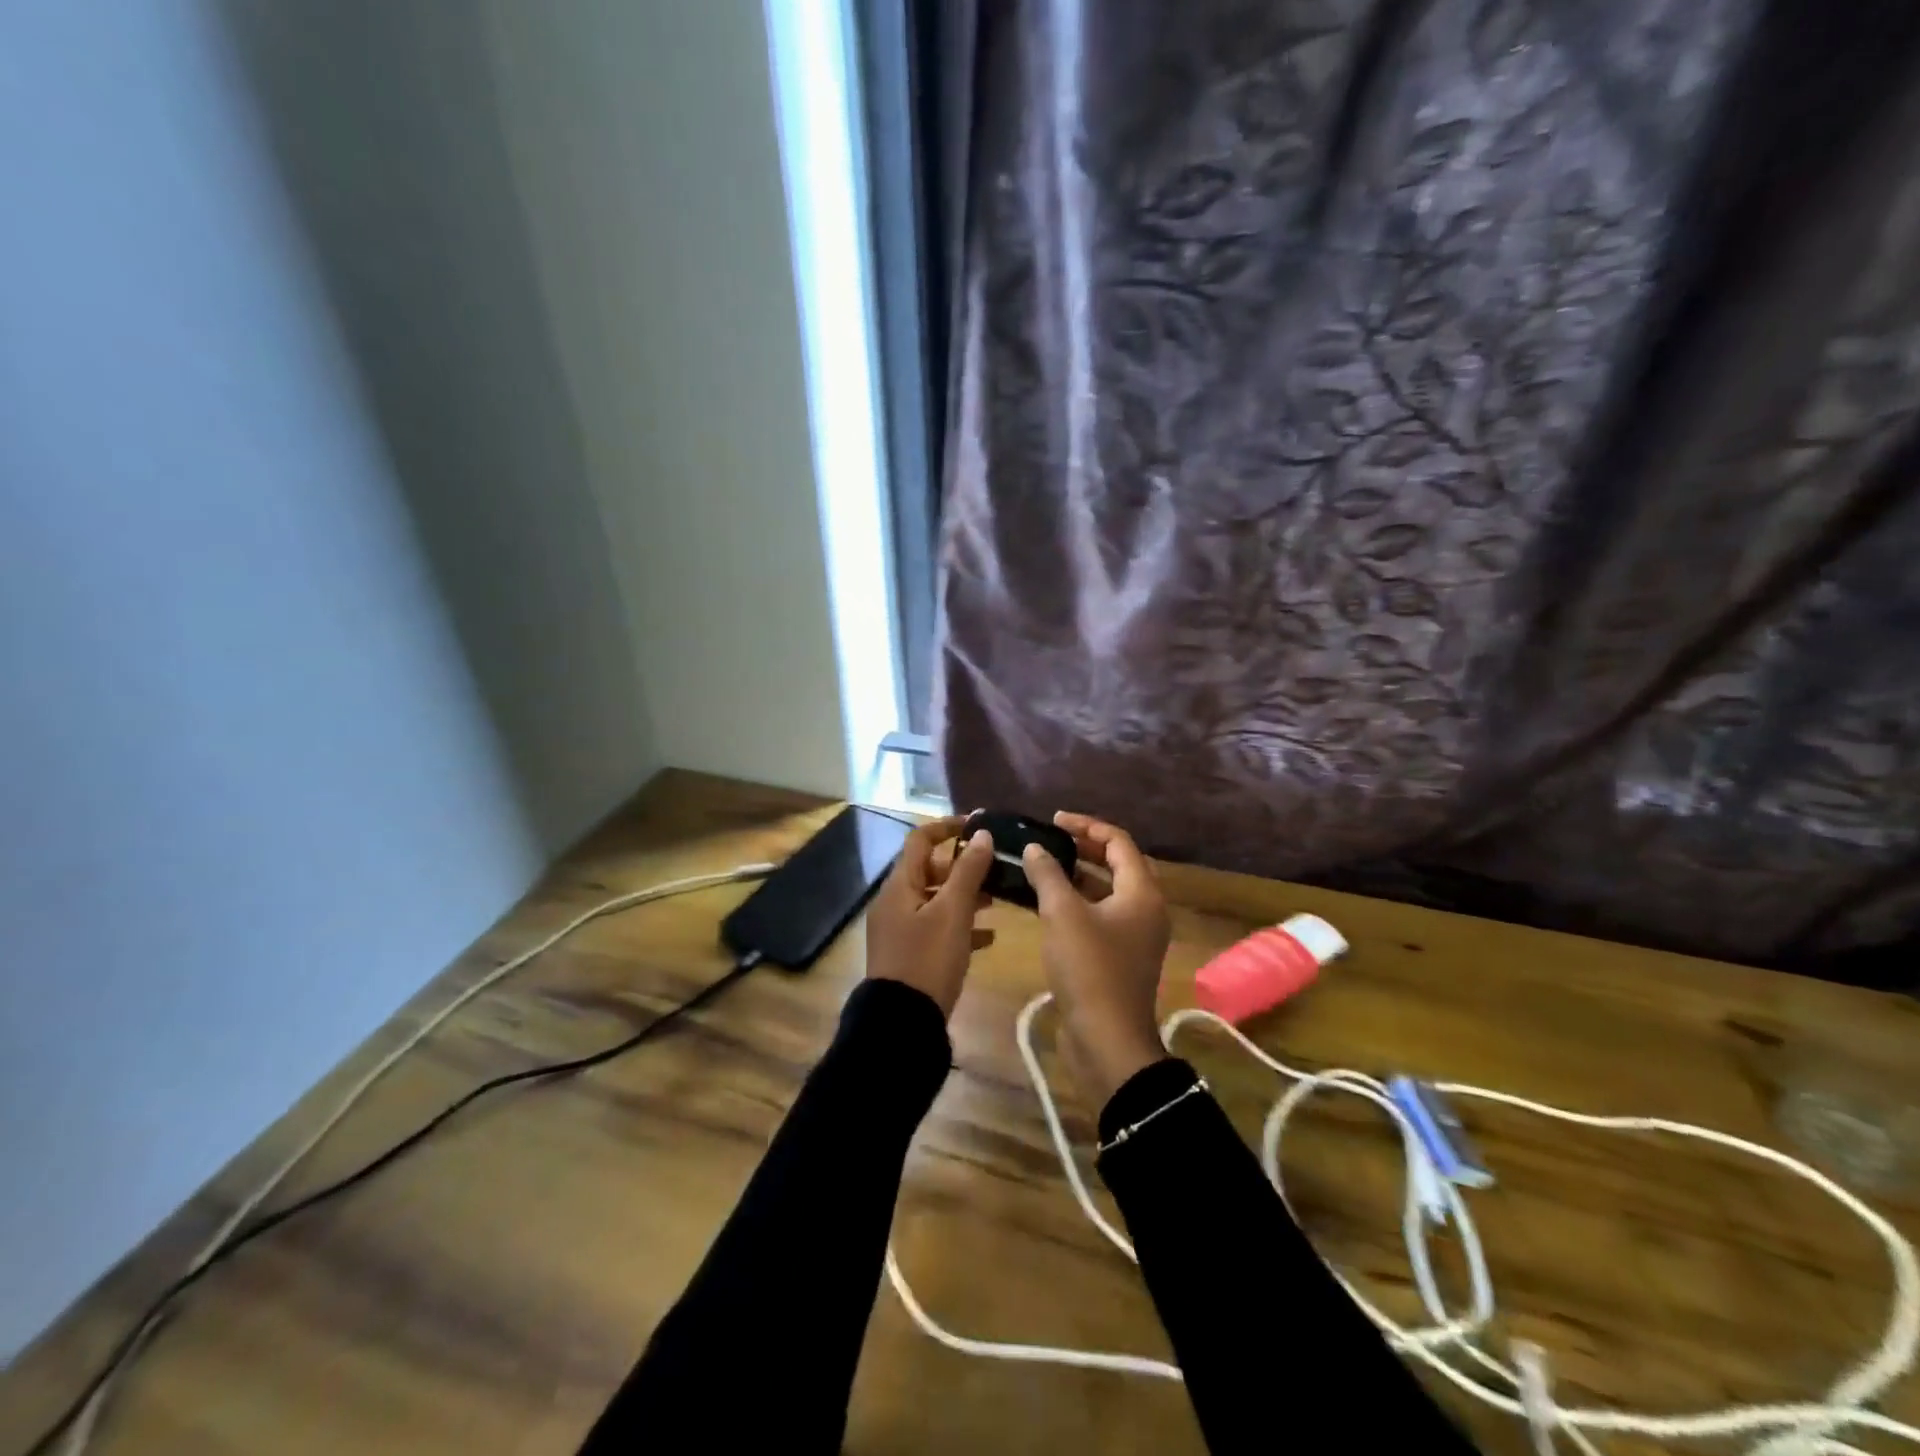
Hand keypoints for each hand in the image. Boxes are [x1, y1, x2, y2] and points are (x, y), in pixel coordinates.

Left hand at [864, 816, 996, 1017]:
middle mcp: (895, 902)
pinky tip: (987, 937)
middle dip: (962, 867)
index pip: (920, 840)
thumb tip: (982, 834)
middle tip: (994, 869)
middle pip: (929, 870)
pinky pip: (936, 928)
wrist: (902, 1023)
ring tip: (997, 900)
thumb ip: (969, 872)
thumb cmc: (928, 959)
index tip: (978, 825)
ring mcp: (900, 930)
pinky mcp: (908, 955)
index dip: (947, 827)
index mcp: (899, 886)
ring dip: (964, 896)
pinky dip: (959, 925)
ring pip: (935, 900)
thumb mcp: (953, 912)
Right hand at [1020, 813, 1171, 1104]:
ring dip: (1078, 875)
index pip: (1119, 842)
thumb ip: (1048, 874)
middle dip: (1084, 848)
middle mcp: (1146, 909)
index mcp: (1142, 893)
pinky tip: (1046, 902)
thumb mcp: (1063, 914)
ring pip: (1108, 891)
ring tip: (1044, 865)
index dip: (1086, 826)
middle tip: (1051, 839)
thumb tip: (1035, 848)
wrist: (1107, 1040)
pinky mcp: (1120, 956)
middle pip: (1118, 864)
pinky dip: (1077, 902)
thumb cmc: (1089, 969)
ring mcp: (1135, 935)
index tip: (1054, 820)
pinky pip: (1100, 915)